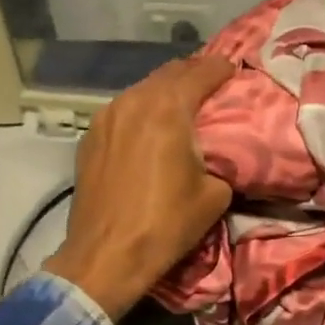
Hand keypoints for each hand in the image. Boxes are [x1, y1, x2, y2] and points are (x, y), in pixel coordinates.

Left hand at [42, 56, 235, 318]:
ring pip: (142, 89)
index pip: (201, 72)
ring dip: (165, 91)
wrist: (106, 256)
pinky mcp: (90, 137)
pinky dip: (142, 110)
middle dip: (193, 74)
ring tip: (183, 104)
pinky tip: (150, 127)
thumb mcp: (214, 194)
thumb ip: (221, 162)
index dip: (222, 68)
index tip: (235, 72)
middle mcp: (134, 101)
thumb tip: (218, 157)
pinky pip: (123, 110)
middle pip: (169, 73)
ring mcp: (106, 117)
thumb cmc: (166, 224)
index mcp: (168, 109)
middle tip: (212, 84)